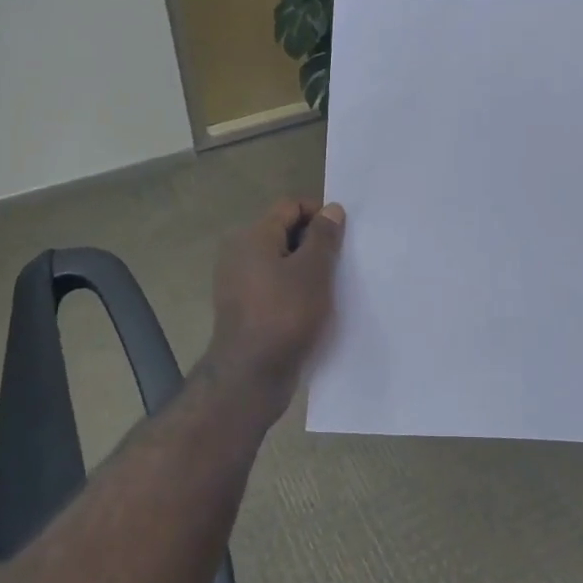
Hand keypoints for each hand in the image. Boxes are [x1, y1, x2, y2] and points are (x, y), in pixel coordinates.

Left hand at [205, 198, 345, 392]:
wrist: (251, 376)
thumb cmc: (285, 315)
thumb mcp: (314, 271)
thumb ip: (324, 236)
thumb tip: (331, 209)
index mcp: (253, 236)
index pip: (290, 206)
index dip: (319, 214)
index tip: (343, 237)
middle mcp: (240, 253)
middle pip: (284, 232)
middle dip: (315, 242)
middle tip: (342, 262)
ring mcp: (239, 282)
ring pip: (281, 262)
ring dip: (307, 269)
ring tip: (332, 286)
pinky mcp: (244, 308)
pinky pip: (274, 286)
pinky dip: (295, 289)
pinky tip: (315, 307)